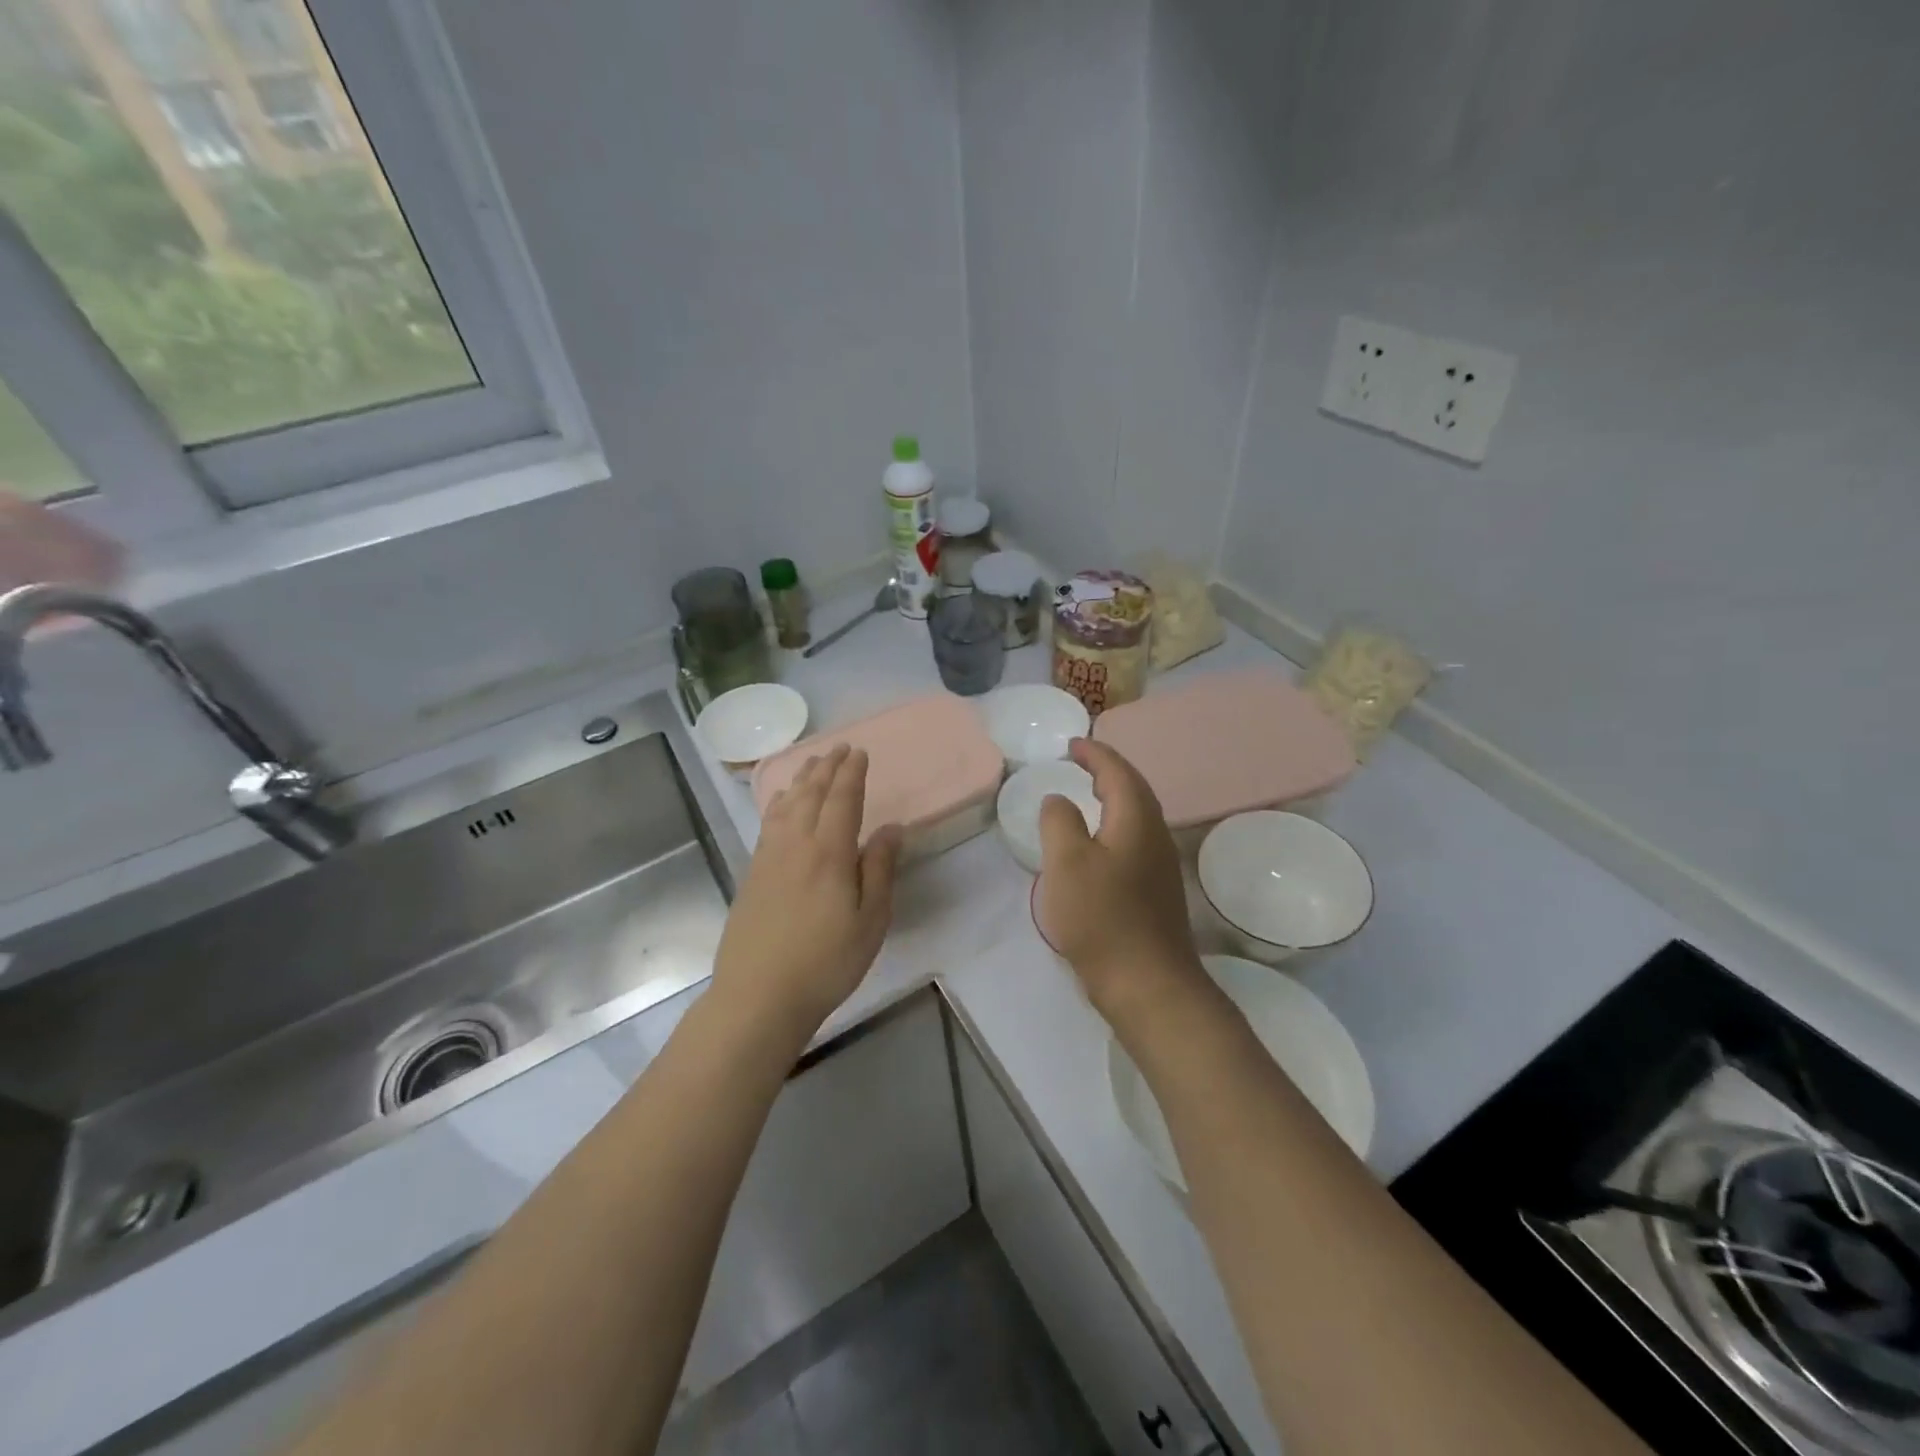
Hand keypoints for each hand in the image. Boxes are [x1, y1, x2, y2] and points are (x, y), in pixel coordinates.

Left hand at [713, 745, 901, 1037]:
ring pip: (786, 806)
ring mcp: (768, 858)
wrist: (758, 996)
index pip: (842, 799)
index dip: (852, 774)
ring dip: (801, 780)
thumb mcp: (870, 921)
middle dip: (826, 768)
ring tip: (811, 764)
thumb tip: (891, 828)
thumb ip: (880, 869)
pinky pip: (768, 824)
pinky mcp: (752, 875)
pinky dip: (779, 804)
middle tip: (838, 748)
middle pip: (811, 795)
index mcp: (829, 852)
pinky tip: (782, 805)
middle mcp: (795, 845)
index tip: (859, 752)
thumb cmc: (826, 962)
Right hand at [1036, 738, 1210, 1027]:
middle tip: (1080, 763)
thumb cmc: (1102, 917)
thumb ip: (1059, 821)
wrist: (1147, 984)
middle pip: (1134, 789)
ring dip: (1113, 797)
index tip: (1072, 744)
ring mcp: (1160, 865)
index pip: (1118, 771)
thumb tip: (1060, 800)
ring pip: (1137, 815)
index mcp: (1136, 819)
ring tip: (1087, 794)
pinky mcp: (1156, 890)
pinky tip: (1098, 843)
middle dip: (1108, 770)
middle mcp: (1155, 835)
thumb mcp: (1066, 862)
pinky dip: (1114, 824)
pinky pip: (1134, 839)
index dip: (1094, 753)